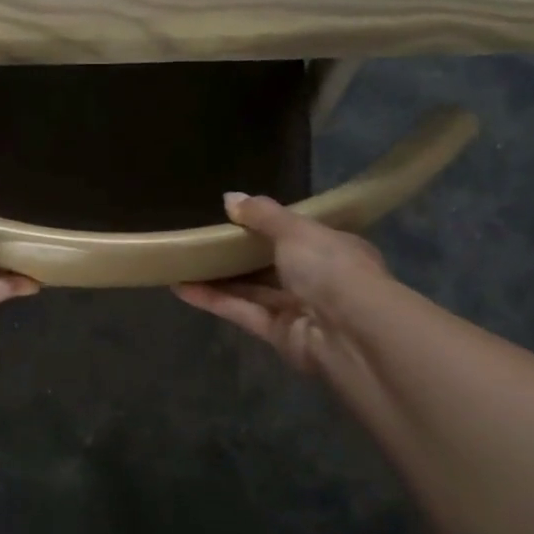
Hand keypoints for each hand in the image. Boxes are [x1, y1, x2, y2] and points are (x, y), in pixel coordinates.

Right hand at [174, 192, 390, 373]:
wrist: (350, 332)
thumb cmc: (330, 267)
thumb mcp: (295, 230)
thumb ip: (261, 214)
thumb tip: (228, 197)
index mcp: (333, 248)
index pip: (298, 234)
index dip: (268, 226)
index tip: (233, 218)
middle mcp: (318, 279)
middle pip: (271, 264)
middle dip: (238, 255)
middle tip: (200, 240)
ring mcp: (298, 309)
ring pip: (253, 290)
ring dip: (219, 278)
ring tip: (183, 264)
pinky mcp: (278, 335)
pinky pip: (243, 312)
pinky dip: (215, 301)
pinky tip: (182, 288)